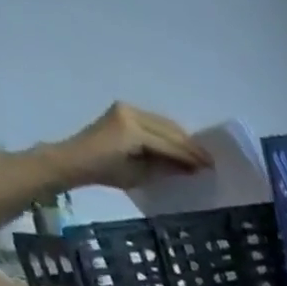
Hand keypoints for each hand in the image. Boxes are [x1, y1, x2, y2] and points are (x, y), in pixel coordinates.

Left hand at [49, 103, 212, 190]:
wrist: (76, 158)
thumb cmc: (106, 172)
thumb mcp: (140, 176)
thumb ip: (165, 168)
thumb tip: (189, 168)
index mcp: (133, 130)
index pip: (169, 144)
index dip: (190, 156)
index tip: (209, 166)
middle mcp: (131, 113)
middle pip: (169, 129)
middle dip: (191, 146)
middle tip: (209, 160)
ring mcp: (127, 109)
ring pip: (164, 123)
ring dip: (182, 139)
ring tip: (199, 154)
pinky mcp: (125, 111)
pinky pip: (155, 122)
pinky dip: (170, 134)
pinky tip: (181, 145)